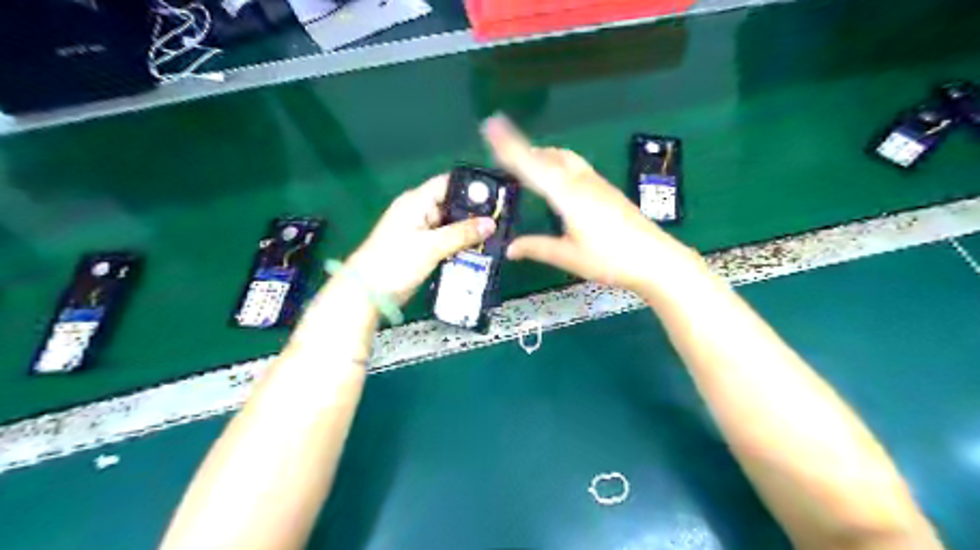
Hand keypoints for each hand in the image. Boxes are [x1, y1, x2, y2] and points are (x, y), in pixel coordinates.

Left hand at [345, 176, 498, 303]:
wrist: (370, 292)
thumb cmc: (397, 262)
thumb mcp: (431, 246)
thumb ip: (462, 234)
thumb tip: (491, 223)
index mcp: (416, 201)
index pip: (448, 183)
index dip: (471, 186)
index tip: (496, 194)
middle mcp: (420, 211)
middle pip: (452, 203)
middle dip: (475, 211)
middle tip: (502, 218)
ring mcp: (422, 230)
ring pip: (451, 223)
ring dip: (469, 230)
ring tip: (497, 233)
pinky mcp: (424, 247)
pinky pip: (447, 239)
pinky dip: (461, 243)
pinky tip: (480, 248)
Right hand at [479, 114, 699, 295]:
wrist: (656, 259)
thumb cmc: (611, 260)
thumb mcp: (569, 257)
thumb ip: (538, 248)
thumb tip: (510, 248)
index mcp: (567, 195)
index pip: (531, 166)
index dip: (509, 146)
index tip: (491, 125)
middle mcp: (581, 182)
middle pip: (549, 156)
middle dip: (524, 149)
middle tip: (503, 152)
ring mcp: (597, 184)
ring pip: (564, 159)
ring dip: (543, 156)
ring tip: (527, 162)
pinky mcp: (607, 190)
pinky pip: (576, 167)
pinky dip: (558, 164)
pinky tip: (557, 180)